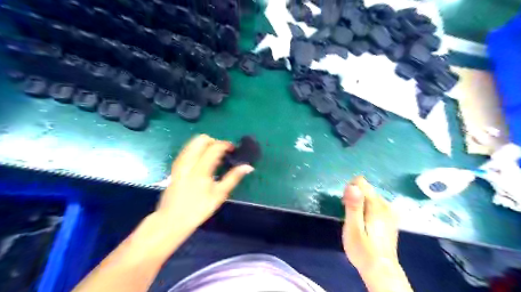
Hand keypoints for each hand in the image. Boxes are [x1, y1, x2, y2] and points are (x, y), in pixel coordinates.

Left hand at [156, 135, 254, 233]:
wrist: (172, 220)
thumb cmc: (199, 209)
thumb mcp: (219, 195)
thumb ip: (233, 178)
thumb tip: (248, 166)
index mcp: (201, 169)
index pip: (215, 147)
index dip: (226, 144)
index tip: (233, 149)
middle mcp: (188, 162)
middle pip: (200, 139)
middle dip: (214, 141)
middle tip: (222, 152)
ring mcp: (179, 164)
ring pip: (191, 143)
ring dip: (204, 145)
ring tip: (213, 156)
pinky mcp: (174, 168)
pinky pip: (186, 151)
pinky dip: (195, 150)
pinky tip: (201, 160)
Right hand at [345, 177, 412, 290]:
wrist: (381, 271)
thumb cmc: (363, 250)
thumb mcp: (353, 228)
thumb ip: (353, 206)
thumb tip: (352, 186)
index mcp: (376, 205)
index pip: (361, 182)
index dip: (349, 190)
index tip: (345, 205)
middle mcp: (385, 205)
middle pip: (365, 189)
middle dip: (354, 197)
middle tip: (350, 217)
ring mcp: (389, 212)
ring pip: (370, 196)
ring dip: (359, 203)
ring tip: (356, 221)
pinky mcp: (390, 219)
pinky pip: (375, 204)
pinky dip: (367, 209)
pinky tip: (365, 223)